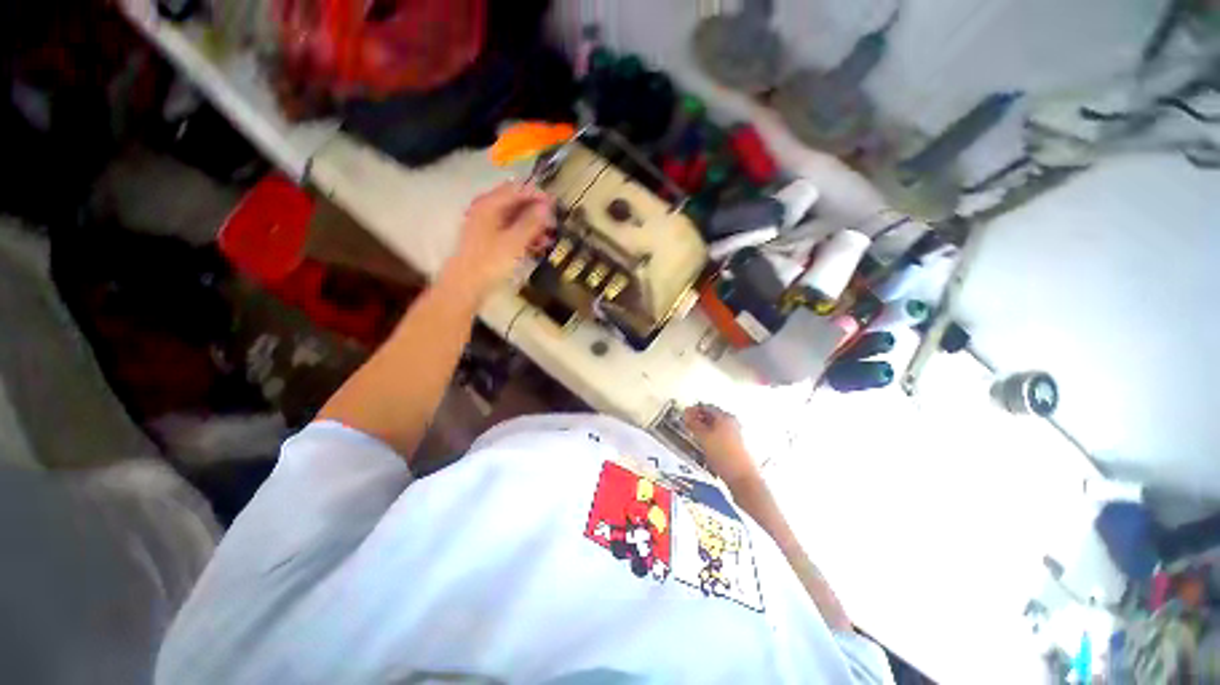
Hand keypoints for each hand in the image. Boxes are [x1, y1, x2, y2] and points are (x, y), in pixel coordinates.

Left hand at [439, 182, 554, 302]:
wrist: (466, 285)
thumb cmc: (490, 262)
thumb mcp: (515, 241)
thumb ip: (532, 222)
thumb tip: (547, 206)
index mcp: (490, 204)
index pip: (517, 190)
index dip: (538, 195)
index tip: (556, 204)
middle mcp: (486, 209)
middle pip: (515, 203)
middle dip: (536, 211)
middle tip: (554, 221)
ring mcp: (486, 225)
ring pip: (514, 218)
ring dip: (533, 226)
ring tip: (549, 238)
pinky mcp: (488, 240)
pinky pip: (510, 231)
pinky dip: (524, 236)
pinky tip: (537, 246)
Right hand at [682, 404, 758, 485]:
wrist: (742, 477)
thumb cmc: (724, 455)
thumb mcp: (703, 437)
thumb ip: (693, 424)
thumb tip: (687, 414)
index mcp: (725, 417)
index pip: (706, 407)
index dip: (694, 410)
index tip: (685, 414)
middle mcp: (733, 422)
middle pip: (712, 415)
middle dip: (699, 419)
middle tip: (688, 424)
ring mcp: (736, 433)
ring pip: (716, 426)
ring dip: (704, 428)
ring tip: (695, 434)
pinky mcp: (736, 444)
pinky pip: (720, 434)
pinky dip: (711, 435)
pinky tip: (706, 444)